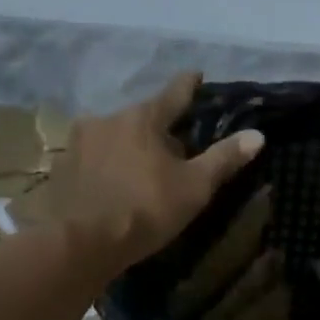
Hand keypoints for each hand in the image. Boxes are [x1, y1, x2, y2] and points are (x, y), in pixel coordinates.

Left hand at [50, 71, 264, 269]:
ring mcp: (78, 143)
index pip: (174, 93)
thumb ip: (223, 159)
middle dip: (158, 129)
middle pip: (141, 118)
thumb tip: (257, 135)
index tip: (197, 76)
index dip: (189, 86)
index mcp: (142, 117)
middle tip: (174, 148)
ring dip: (129, 149)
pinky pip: (92, 161)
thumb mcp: (194, 187)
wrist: (80, 243)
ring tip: (141, 171)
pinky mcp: (61, 169)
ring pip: (114, 138)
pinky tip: (112, 187)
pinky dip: (106, 168)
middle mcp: (107, 119)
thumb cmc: (144, 210)